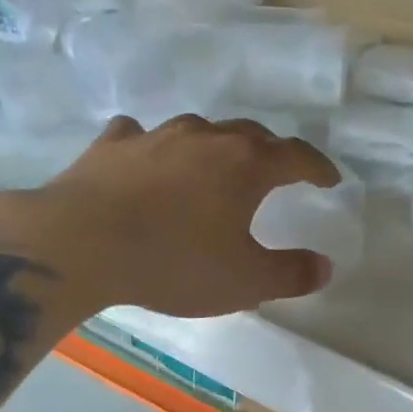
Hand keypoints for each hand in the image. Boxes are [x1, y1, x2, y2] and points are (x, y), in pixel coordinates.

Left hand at [0, 114, 342, 317]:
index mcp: (245, 166)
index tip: (330, 179)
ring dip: (216, 145)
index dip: (318, 167)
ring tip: (216, 165)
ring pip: (199, 130)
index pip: (296, 156)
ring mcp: (156, 136)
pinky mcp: (112, 145)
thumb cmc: (174, 262)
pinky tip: (148, 159)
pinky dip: (155, 147)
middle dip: (271, 151)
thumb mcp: (244, 282)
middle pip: (251, 134)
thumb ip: (290, 274)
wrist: (82, 243)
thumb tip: (325, 266)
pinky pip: (142, 136)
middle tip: (278, 171)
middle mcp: (205, 138)